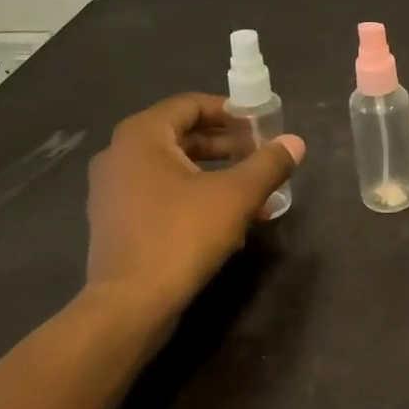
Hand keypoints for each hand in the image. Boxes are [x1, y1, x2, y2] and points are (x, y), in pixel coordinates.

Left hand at [85, 94, 303, 327]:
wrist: (130, 304)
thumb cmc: (182, 236)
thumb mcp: (236, 196)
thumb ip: (268, 164)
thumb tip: (295, 143)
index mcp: (141, 136)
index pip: (190, 104)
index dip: (229, 110)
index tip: (260, 125)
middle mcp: (119, 155)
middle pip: (181, 135)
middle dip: (226, 144)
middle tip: (260, 155)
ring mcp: (112, 190)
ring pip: (173, 168)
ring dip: (215, 173)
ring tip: (252, 190)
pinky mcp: (116, 221)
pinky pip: (161, 193)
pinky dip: (193, 196)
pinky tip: (226, 219)